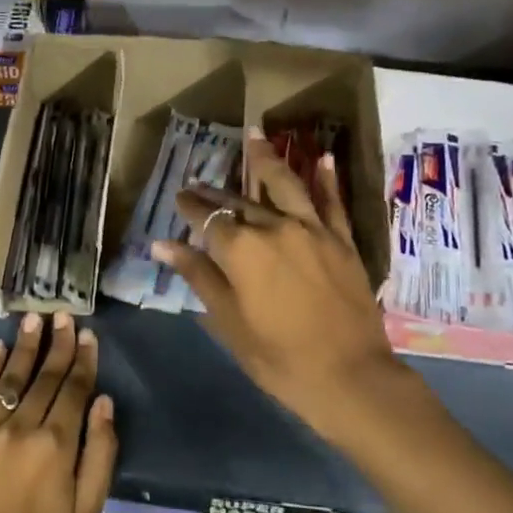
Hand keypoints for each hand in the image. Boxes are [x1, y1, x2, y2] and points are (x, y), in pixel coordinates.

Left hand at [0, 313, 116, 512]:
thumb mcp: (88, 507)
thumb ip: (101, 452)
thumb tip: (104, 402)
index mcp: (56, 446)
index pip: (74, 390)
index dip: (82, 360)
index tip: (87, 335)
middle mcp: (21, 430)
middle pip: (44, 378)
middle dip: (56, 344)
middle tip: (63, 315)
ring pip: (10, 380)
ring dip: (24, 348)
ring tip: (34, 320)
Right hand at [153, 131, 399, 439]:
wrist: (349, 377)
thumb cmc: (278, 357)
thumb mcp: (229, 322)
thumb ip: (199, 276)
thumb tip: (163, 245)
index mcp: (242, 251)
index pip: (207, 219)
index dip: (190, 207)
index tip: (179, 197)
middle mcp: (275, 228)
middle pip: (239, 203)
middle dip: (216, 192)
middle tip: (199, 181)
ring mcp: (313, 231)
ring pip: (285, 185)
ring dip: (267, 159)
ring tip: (255, 134)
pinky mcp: (342, 241)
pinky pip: (332, 202)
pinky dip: (326, 179)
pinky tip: (321, 158)